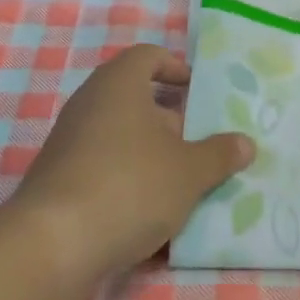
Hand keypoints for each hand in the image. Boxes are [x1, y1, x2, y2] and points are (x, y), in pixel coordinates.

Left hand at [13, 45, 253, 289]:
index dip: (174, 67)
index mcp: (119, 83)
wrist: (53, 243)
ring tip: (179, 180)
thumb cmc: (130, 186)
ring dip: (148, 151)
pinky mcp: (57, 176)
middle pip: (133, 95)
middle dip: (167, 117)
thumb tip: (245, 143)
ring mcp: (68, 139)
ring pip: (118, 133)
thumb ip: (219, 155)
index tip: (195, 88)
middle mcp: (89, 101)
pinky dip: (125, 176)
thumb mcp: (189, 172)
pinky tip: (146, 211)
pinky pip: (100, 164)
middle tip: (196, 140)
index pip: (147, 56)